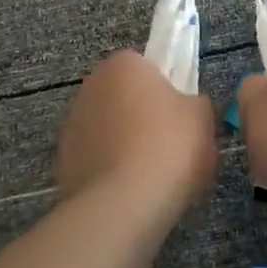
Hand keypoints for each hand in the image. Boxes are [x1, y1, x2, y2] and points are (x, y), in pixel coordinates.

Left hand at [55, 50, 218, 206]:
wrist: (125, 203)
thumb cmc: (169, 146)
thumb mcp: (203, 117)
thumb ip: (195, 103)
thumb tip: (186, 108)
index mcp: (124, 64)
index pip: (146, 66)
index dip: (166, 89)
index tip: (181, 114)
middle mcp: (91, 85)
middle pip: (124, 96)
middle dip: (143, 115)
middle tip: (171, 143)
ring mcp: (72, 124)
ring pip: (108, 128)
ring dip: (124, 142)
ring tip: (152, 174)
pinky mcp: (63, 161)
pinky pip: (96, 158)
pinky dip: (111, 169)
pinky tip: (131, 190)